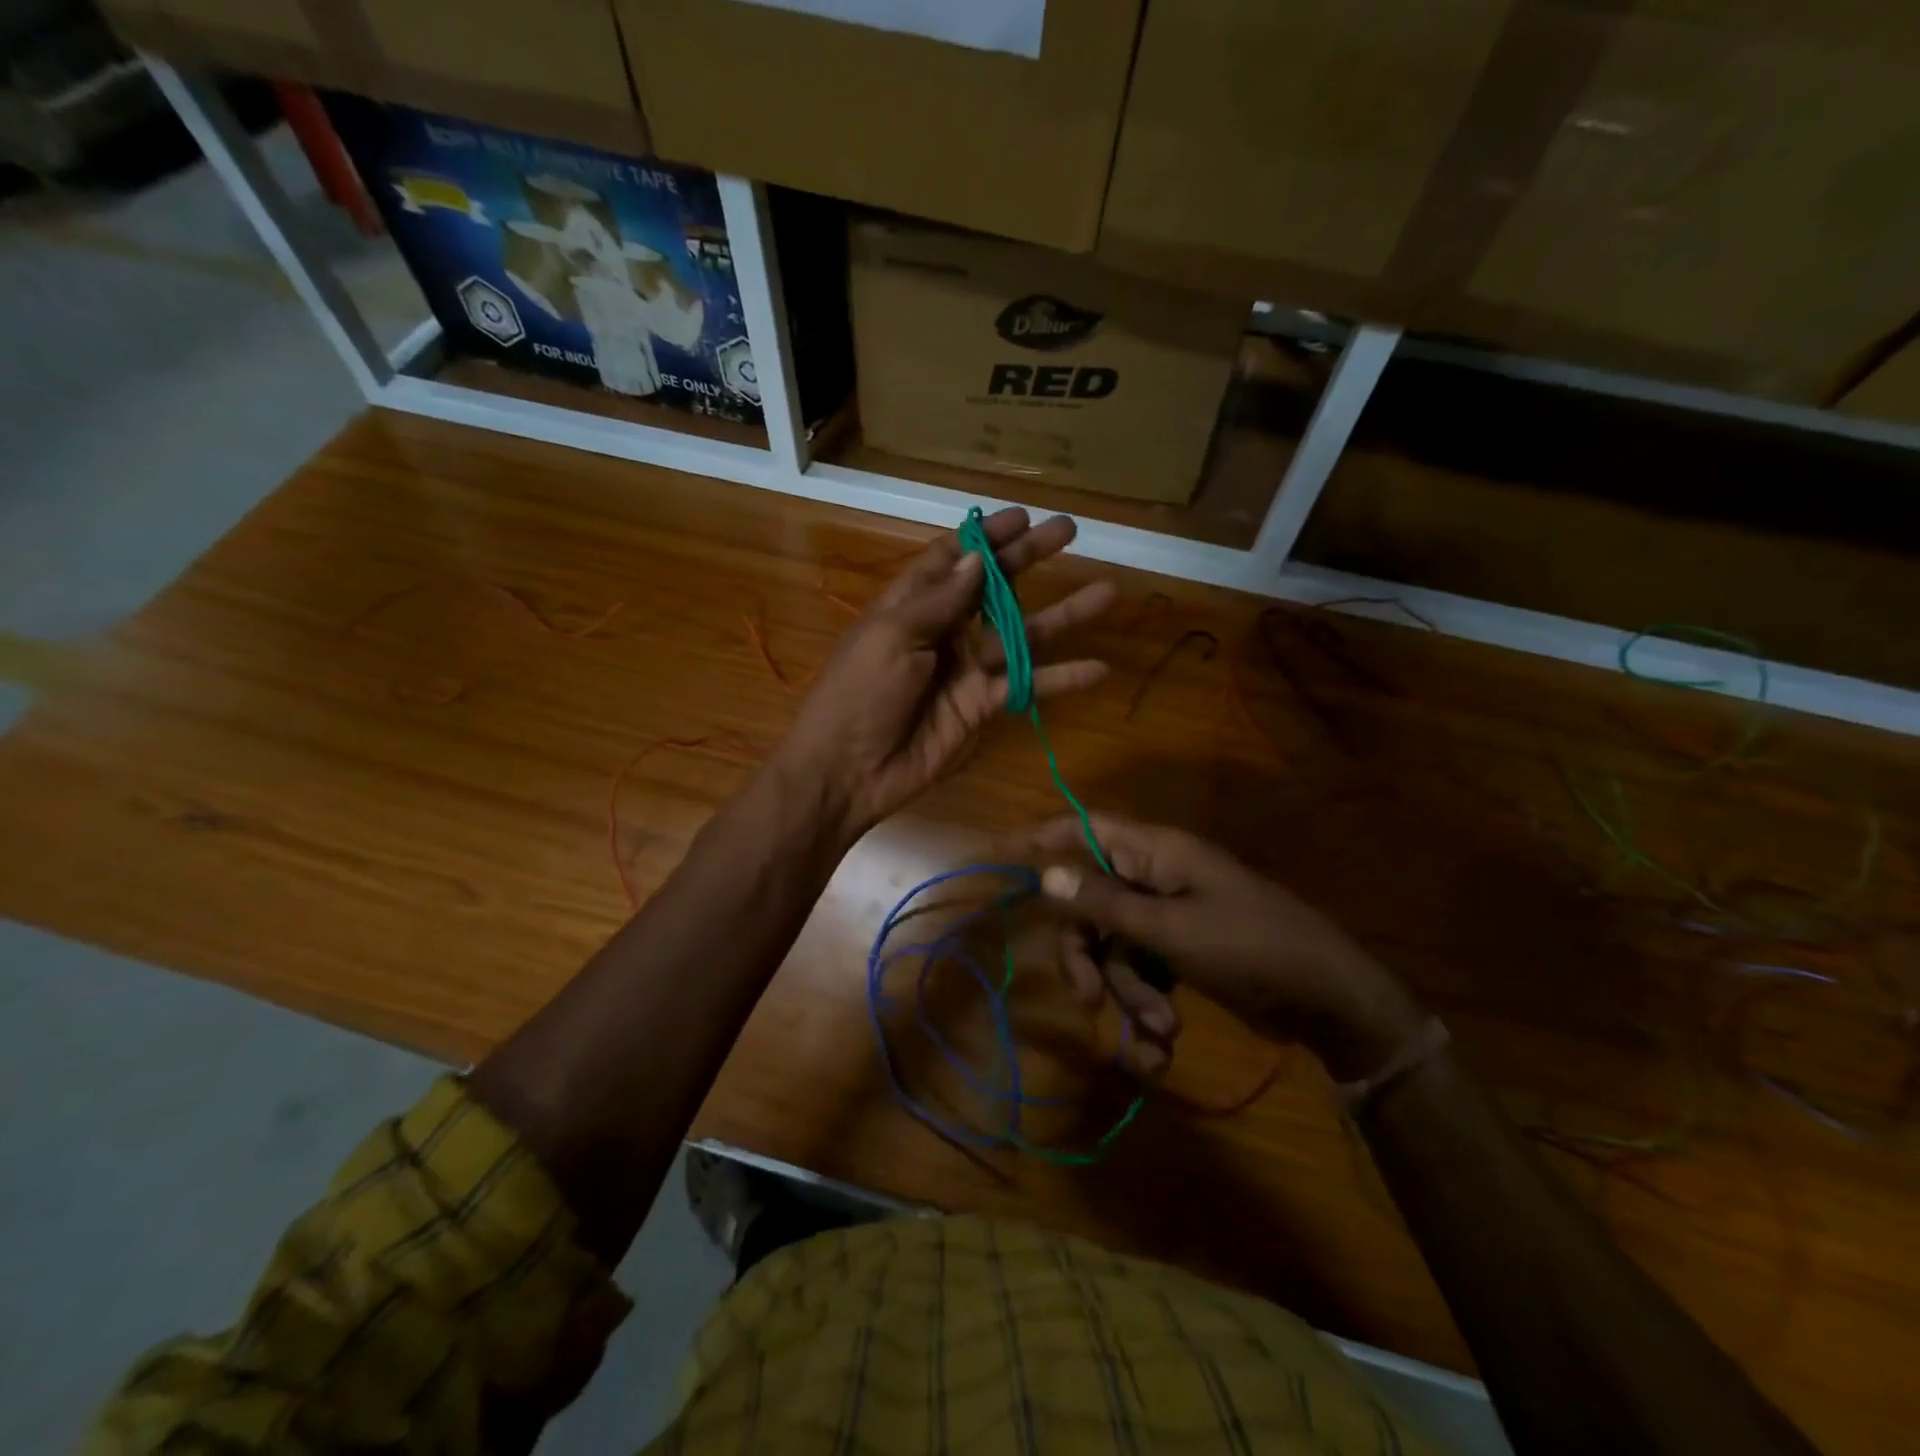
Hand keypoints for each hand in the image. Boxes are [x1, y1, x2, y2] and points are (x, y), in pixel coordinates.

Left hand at [777, 508, 1114, 841]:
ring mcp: (967, 668)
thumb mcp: (892, 636)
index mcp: (912, 604)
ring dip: (1063, 614)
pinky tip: (1098, 668)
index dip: (985, 537)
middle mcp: (944, 629)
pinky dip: (1061, 678)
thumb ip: (940, 600)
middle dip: (1030, 558)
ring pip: (1023, 634)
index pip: (953, 558)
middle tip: (1070, 531)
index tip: (1021, 517)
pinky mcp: (983, 705)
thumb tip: (977, 557)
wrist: (850, 770)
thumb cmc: (860, 693)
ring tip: (1108, 592)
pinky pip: (1028, 685)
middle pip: (994, 587)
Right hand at [1018, 813, 1423, 1080]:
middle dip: (1089, 957)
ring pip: (1115, 948)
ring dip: (1127, 995)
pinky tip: (1160, 1049)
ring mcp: (1168, 915)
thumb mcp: (1171, 930)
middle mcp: (1155, 876)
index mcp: (1155, 853)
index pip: (1083, 828)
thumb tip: (1046, 874)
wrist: (1328, 999)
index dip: (1039, 839)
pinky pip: (1143, 972)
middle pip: (1090, 904)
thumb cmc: (1251, 947)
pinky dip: (1146, 1008)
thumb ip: (1105, 904)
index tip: (997, 857)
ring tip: (1159, 1033)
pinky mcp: (1181, 950)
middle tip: (1087, 1000)